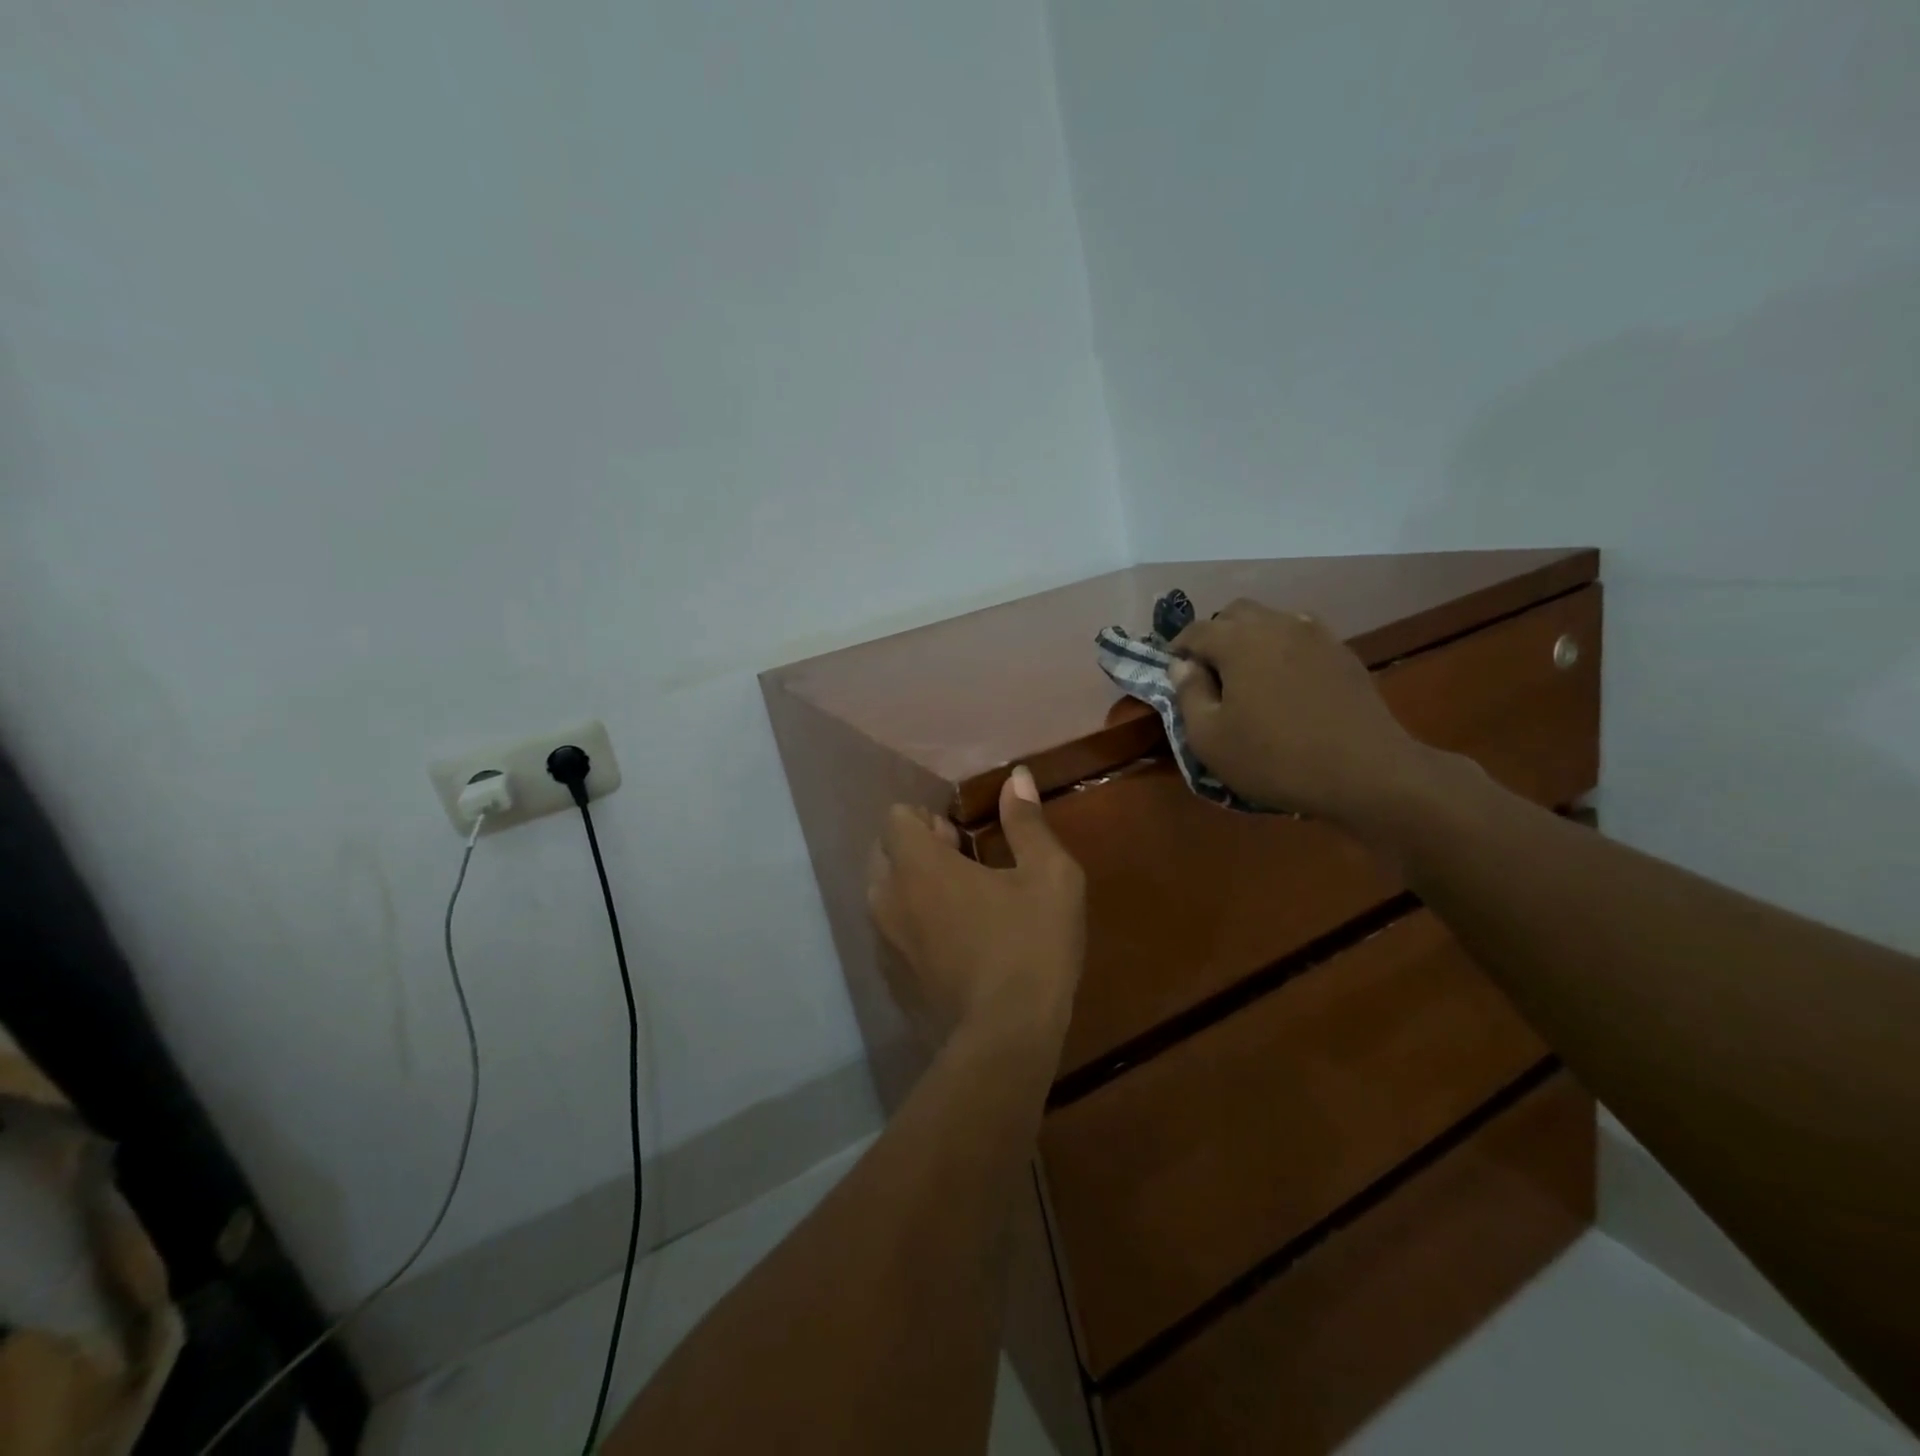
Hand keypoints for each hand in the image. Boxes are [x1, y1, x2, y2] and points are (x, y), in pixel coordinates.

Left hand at [867, 767, 1084, 1043]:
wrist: (1006, 1038)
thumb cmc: (1031, 945)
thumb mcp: (1048, 876)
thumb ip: (1026, 822)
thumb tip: (1016, 776)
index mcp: (918, 865)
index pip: (895, 817)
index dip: (925, 819)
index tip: (960, 838)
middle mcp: (887, 898)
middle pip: (883, 853)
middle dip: (914, 849)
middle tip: (961, 866)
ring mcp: (884, 943)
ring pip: (882, 895)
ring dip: (910, 888)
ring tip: (957, 905)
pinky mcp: (890, 980)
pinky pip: (890, 934)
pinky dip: (911, 927)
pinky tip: (951, 947)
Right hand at [1170, 600, 1434, 824]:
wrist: (1364, 771)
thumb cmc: (1273, 757)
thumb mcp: (1209, 738)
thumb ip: (1188, 694)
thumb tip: (1182, 666)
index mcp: (1237, 641)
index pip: (1196, 630)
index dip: (1178, 649)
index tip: (1173, 671)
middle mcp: (1276, 624)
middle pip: (1235, 614)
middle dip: (1215, 635)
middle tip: (1209, 671)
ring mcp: (1315, 635)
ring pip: (1271, 621)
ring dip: (1251, 638)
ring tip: (1248, 675)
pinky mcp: (1343, 653)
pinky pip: (1301, 637)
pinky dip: (1283, 649)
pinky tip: (1285, 681)